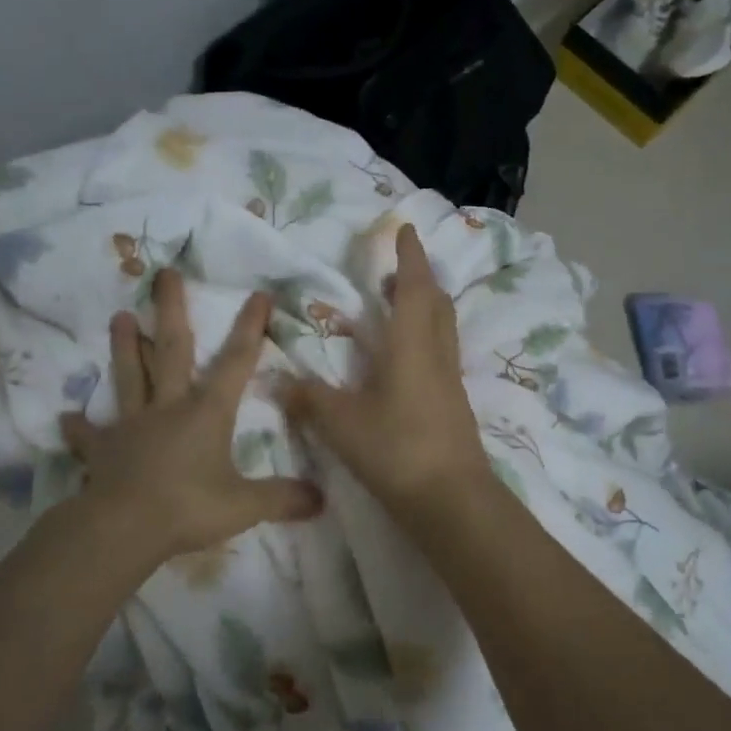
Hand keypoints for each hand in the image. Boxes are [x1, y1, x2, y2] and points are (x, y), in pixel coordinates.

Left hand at [60, 269, 322, 561]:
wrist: (123, 529)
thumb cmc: (188, 508)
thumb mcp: (245, 506)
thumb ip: (283, 498)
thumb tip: (321, 499)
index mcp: (206, 412)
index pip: (235, 362)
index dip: (249, 328)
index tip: (258, 294)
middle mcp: (169, 406)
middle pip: (171, 350)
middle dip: (171, 310)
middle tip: (164, 274)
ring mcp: (132, 425)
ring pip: (129, 376)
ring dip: (125, 347)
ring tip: (119, 316)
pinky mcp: (102, 449)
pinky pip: (89, 435)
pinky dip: (79, 428)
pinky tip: (67, 418)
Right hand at [282, 224, 493, 518]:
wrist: (453, 500)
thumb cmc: (398, 450)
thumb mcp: (342, 424)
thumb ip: (309, 400)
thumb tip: (276, 380)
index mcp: (413, 345)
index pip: (415, 287)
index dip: (410, 256)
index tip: (406, 230)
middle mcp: (437, 354)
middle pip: (436, 303)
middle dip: (419, 279)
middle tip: (395, 271)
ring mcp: (450, 380)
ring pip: (442, 328)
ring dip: (424, 307)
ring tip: (396, 307)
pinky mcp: (453, 403)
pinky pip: (440, 353)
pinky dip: (424, 338)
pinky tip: (403, 360)